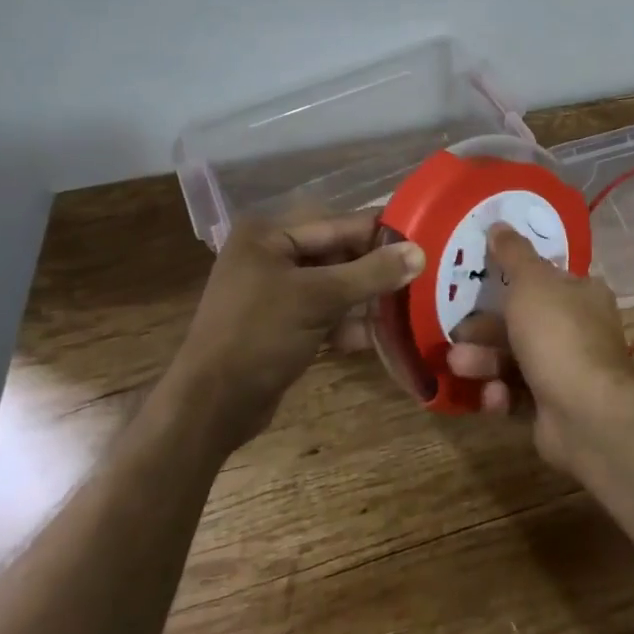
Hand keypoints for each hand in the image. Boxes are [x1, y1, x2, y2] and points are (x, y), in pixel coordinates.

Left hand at [177, 212, 424, 433]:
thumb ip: (371, 273)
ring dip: (366, 299)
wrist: (210, 408)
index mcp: (268, 235)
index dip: (380, 233)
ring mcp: (273, 292)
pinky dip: (347, 323)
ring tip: (407, 307)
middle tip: (419, 276)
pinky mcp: (280, 324)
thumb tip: (420, 252)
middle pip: (337, 255)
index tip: (423, 239)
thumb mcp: (319, 298)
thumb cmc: (258, 337)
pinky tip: (377, 337)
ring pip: (334, 286)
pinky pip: (323, 312)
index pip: (338, 224)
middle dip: (375, 270)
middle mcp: (269, 255)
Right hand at [446, 223, 633, 468]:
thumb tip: (499, 223)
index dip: (512, 279)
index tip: (479, 281)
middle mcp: (579, 329)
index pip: (545, 279)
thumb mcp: (531, 281)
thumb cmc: (558, 334)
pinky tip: (492, 396)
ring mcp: (568, 371)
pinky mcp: (554, 408)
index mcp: (582, 294)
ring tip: (457, 365)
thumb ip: (513, 253)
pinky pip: (519, 395)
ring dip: (484, 361)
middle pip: (524, 322)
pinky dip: (501, 394)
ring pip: (516, 360)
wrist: (586, 412)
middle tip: (456, 331)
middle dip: (486, 328)